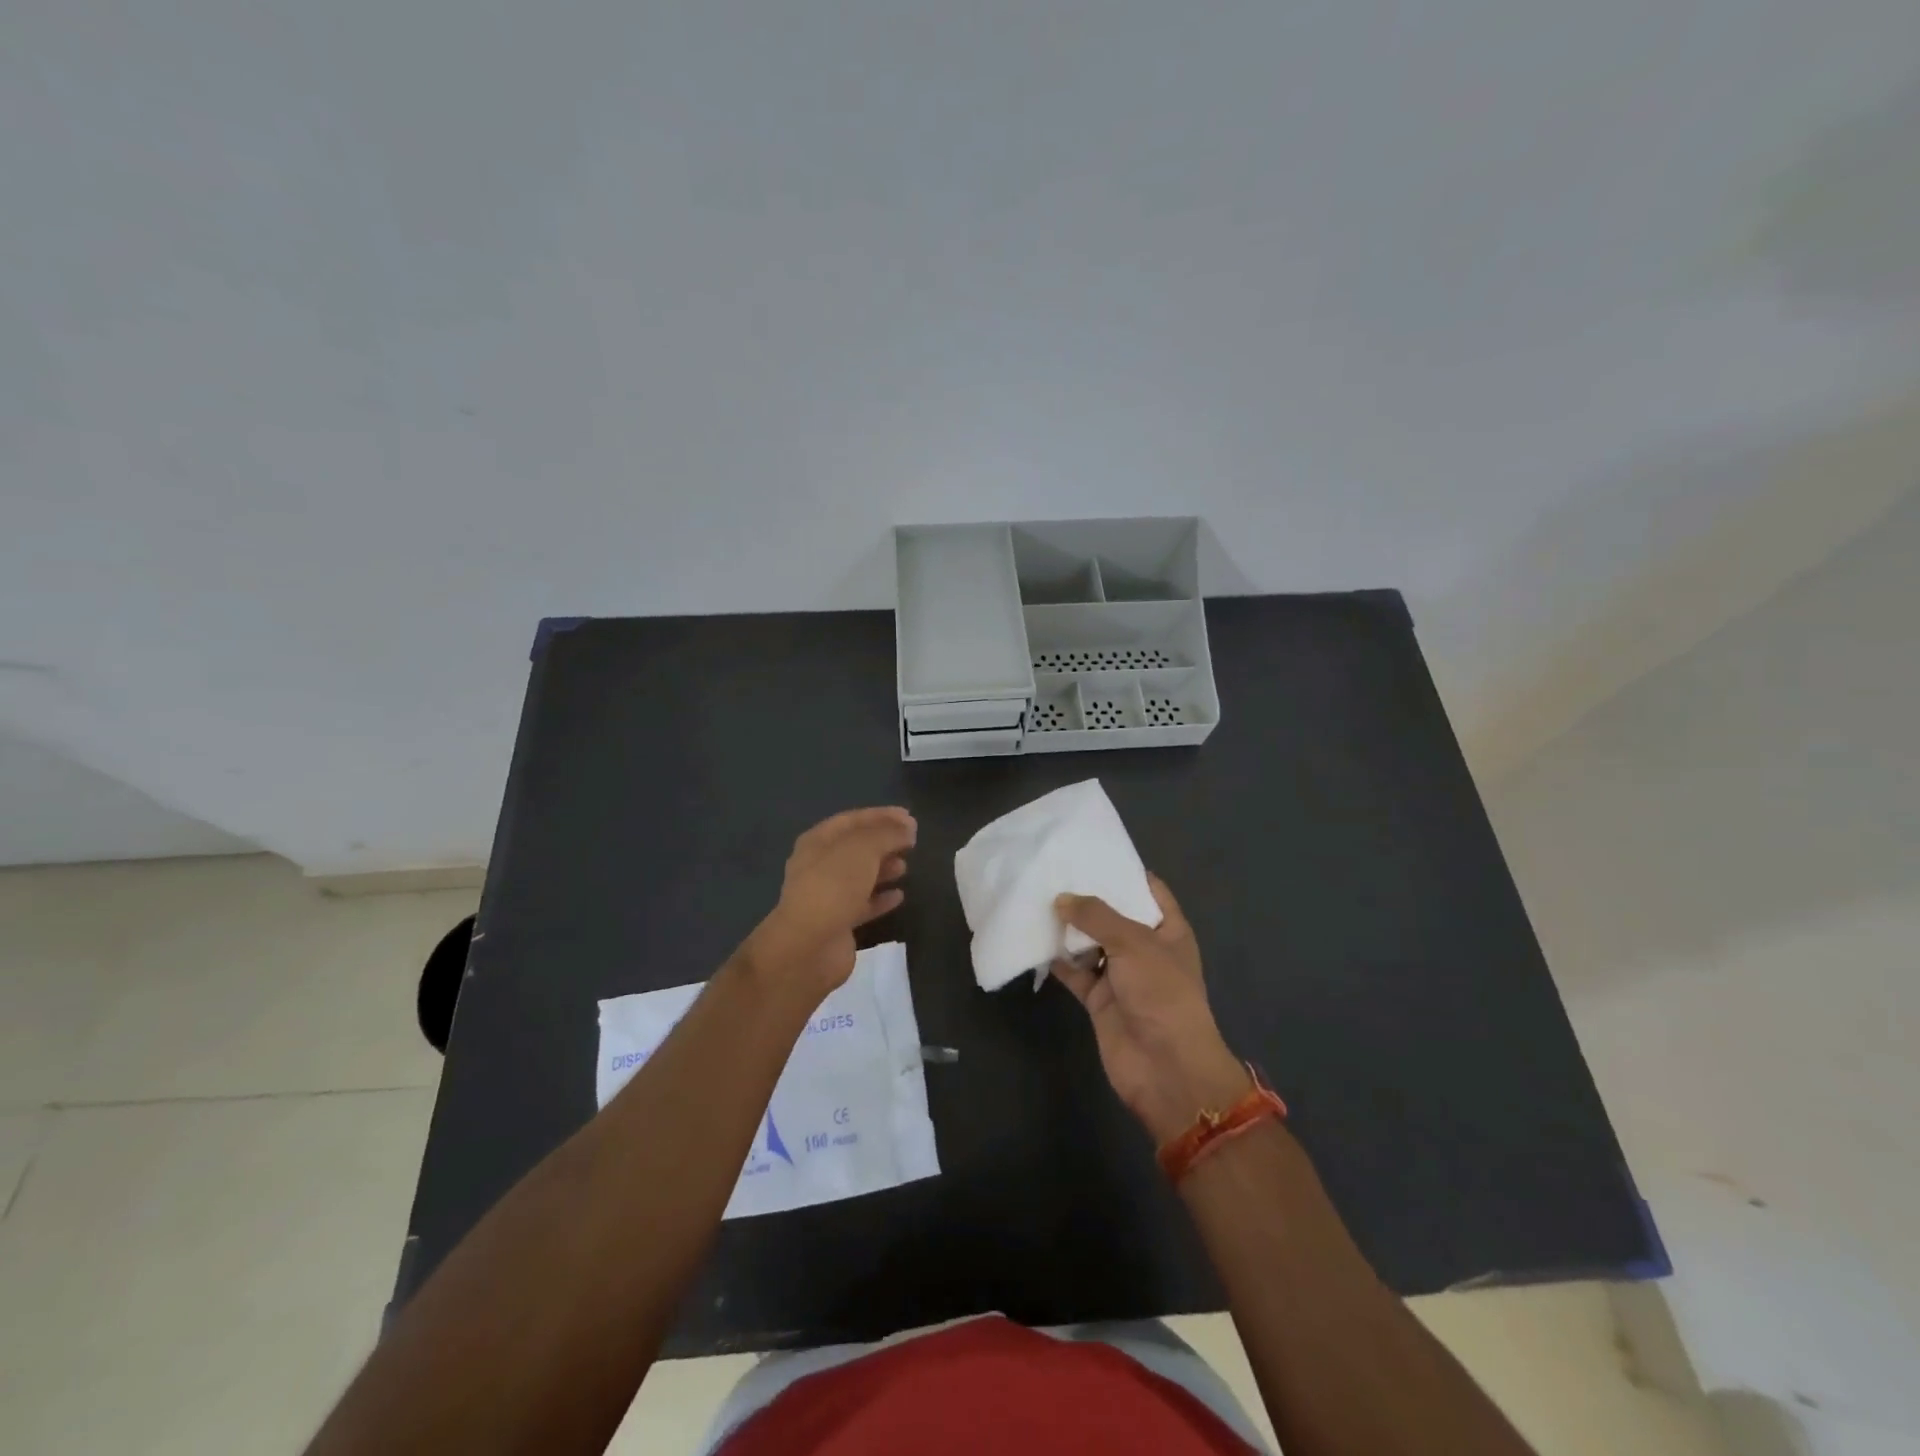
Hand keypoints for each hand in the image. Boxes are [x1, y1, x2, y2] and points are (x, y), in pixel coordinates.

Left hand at [743, 807, 915, 1001]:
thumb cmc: (833, 886)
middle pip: (856, 847)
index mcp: (818, 841)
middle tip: (912, 841)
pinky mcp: (838, 922)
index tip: (910, 817)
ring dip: (883, 868)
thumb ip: (887, 834)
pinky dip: (881, 898)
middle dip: (884, 842)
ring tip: (905, 866)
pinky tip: (899, 896)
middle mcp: (819, 865)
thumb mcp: (863, 848)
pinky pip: (863, 904)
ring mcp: (827, 895)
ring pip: (860, 875)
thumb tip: (907, 829)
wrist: (808, 946)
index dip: (881, 815)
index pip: (853, 819)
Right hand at [1051, 876, 1249, 1143]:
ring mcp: (1121, 975)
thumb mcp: (1133, 943)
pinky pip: (1075, 972)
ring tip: (1036, 897)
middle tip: (1053, 871)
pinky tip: (1033, 940)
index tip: (1092, 852)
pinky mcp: (1099, 999)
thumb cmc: (1161, 993)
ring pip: (1090, 943)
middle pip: (1114, 915)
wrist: (1165, 1067)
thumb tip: (1061, 899)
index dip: (1125, 871)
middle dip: (1087, 897)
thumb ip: (1096, 916)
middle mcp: (1145, 949)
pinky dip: (1058, 960)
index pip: (1149, 890)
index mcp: (1168, 930)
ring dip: (1068, 928)